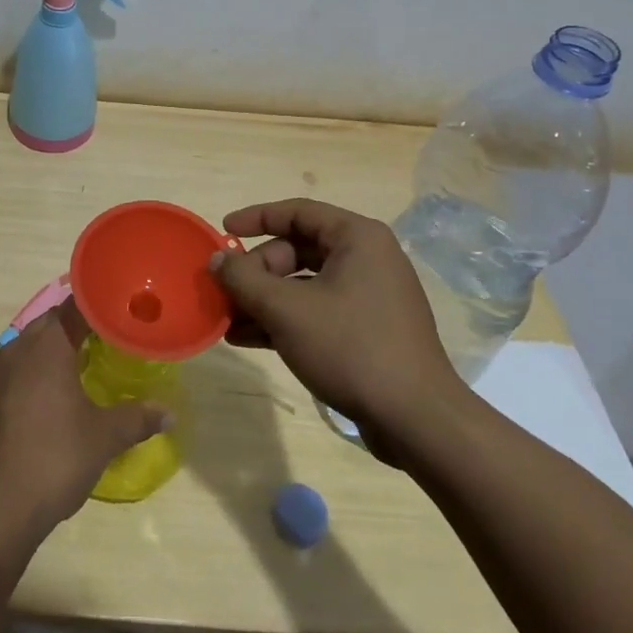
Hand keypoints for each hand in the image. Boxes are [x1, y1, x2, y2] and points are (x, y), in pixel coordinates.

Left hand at [0, 304, 168, 547]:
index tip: (120, 312)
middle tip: (107, 340)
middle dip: (76, 328)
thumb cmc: (53, 460)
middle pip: (50, 324)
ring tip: (80, 369)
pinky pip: (13, 376)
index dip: (99, 306)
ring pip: (28, 349)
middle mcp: (17, 350)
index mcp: (47, 346)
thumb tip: (169, 413)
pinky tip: (48, 404)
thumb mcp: (103, 439)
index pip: (75, 306)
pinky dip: (33, 378)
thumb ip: (137, 419)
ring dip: (52, 353)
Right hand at [211, 198, 468, 461]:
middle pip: (297, 250)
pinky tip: (249, 339)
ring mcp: (369, 296)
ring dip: (264, 300)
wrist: (416, 420)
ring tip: (228, 320)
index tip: (223, 230)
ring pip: (304, 285)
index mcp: (357, 238)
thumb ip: (244, 279)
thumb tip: (216, 259)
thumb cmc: (350, 347)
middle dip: (257, 272)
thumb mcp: (286, 310)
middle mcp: (367, 258)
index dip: (256, 218)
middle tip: (227, 293)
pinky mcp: (367, 329)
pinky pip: (317, 311)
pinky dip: (284, 321)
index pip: (297, 212)